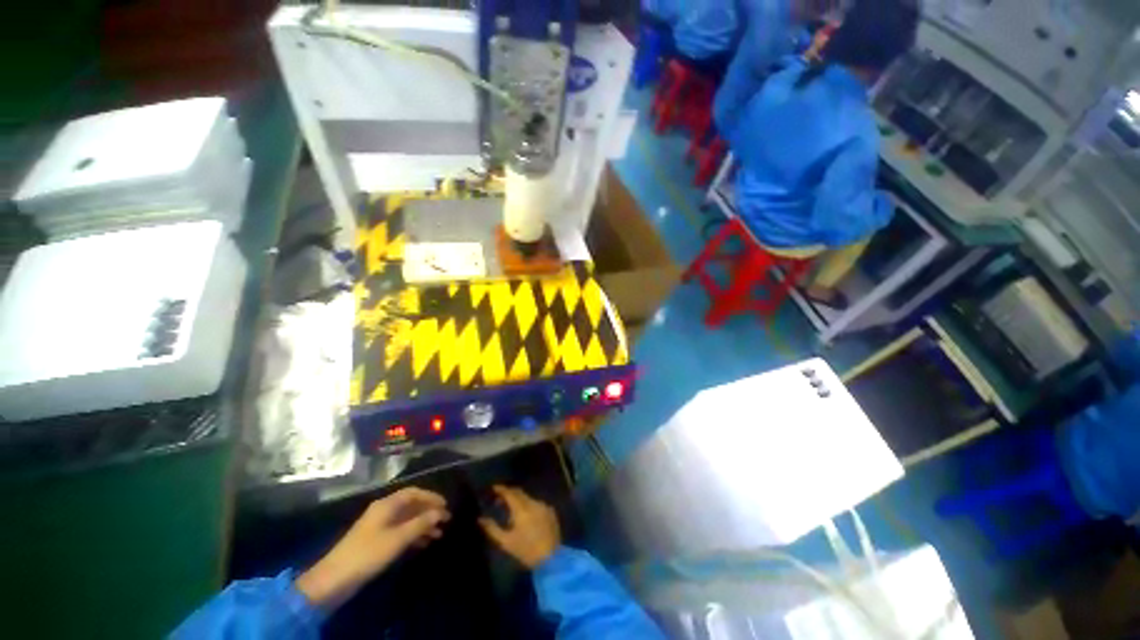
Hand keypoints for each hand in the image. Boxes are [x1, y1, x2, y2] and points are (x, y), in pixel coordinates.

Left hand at [296, 488, 449, 608]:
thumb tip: (440, 512)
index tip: (446, 506)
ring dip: (423, 524)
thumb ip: (420, 523)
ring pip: (406, 519)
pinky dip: (413, 534)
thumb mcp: (397, 539)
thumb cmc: (368, 554)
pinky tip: (423, 543)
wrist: (334, 580)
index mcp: (387, 505)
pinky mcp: (375, 541)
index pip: (413, 493)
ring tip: (438, 534)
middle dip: (429, 511)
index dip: (431, 497)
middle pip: (411, 505)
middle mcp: (383, 511)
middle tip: (446, 520)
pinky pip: (400, 531)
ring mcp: (378, 526)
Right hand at [478, 485, 560, 568]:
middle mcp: (533, 503)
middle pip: (519, 492)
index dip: (501, 489)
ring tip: (511, 512)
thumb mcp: (506, 542)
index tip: (494, 488)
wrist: (551, 559)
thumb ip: (492, 528)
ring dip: (519, 501)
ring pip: (528, 498)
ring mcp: (544, 506)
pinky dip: (529, 506)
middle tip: (499, 500)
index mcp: (522, 509)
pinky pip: (537, 504)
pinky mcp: (551, 511)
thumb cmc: (526, 551)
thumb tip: (480, 519)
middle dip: (509, 493)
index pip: (510, 493)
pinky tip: (526, 517)